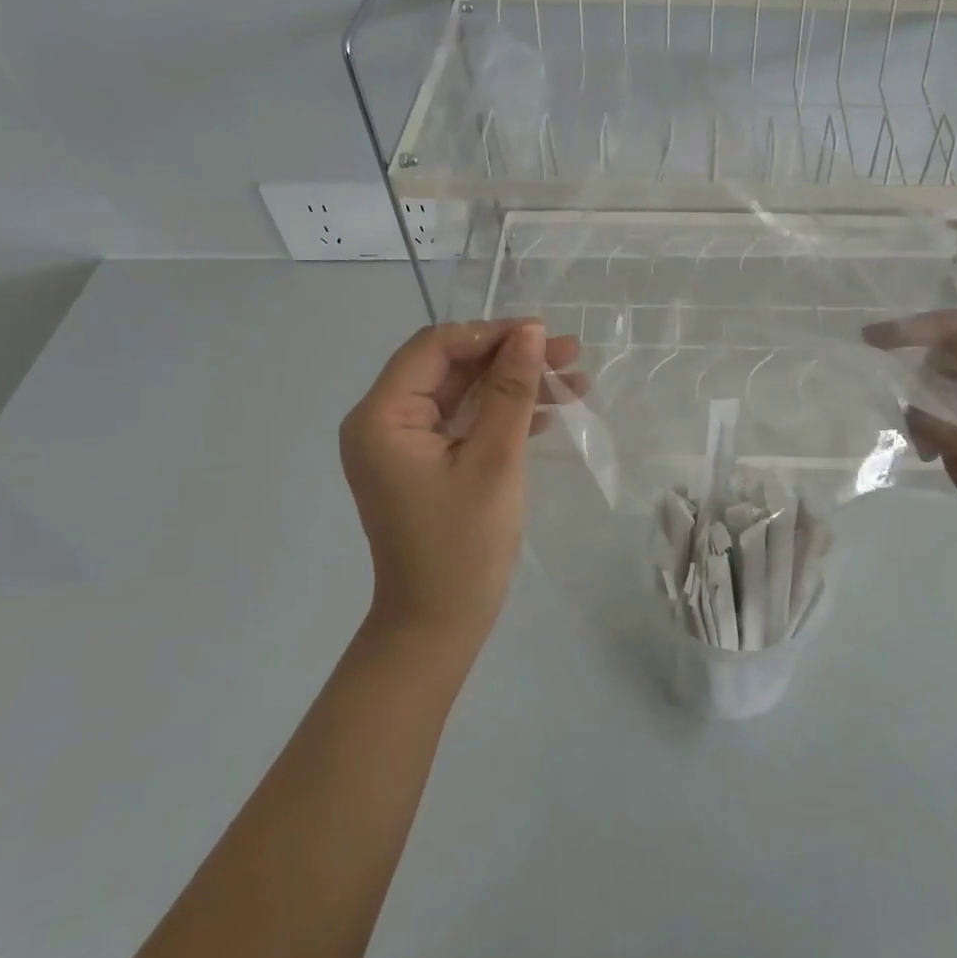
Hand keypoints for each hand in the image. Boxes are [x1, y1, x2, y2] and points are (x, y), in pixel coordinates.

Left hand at [340, 320, 585, 649]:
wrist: (438, 625)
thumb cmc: (463, 545)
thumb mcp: (494, 460)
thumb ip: (512, 390)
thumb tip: (533, 332)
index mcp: (382, 416)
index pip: (436, 347)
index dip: (492, 334)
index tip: (546, 336)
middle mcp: (383, 421)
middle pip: (452, 367)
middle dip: (512, 359)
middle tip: (572, 356)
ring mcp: (403, 444)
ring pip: (463, 392)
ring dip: (515, 385)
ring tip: (574, 384)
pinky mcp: (424, 463)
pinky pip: (463, 421)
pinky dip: (502, 413)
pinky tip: (547, 413)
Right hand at [863, 311, 956, 579]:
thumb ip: (946, 424)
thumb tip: (911, 407)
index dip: (914, 328)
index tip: (871, 339)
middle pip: (950, 353)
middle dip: (922, 381)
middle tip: (912, 421)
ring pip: (946, 380)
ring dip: (928, 407)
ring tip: (927, 446)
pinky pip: (953, 405)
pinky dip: (935, 422)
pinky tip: (933, 451)